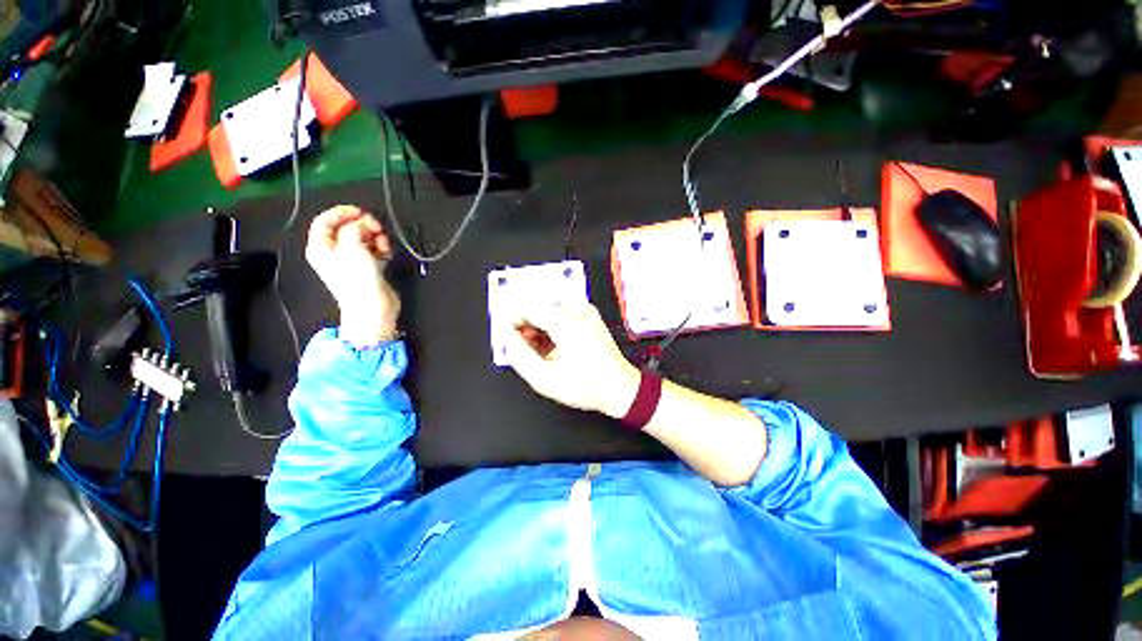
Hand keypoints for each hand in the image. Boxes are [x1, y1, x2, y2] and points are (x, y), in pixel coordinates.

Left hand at [305, 206, 400, 346]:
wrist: (373, 307)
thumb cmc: (358, 280)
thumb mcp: (352, 247)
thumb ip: (355, 228)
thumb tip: (363, 225)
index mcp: (321, 247)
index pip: (325, 220)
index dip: (342, 212)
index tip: (361, 212)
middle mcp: (334, 253)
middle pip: (348, 228)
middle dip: (364, 226)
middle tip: (377, 228)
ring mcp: (352, 260)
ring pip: (364, 238)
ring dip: (376, 237)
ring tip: (384, 245)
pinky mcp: (369, 267)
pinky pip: (375, 250)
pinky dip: (382, 248)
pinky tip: (387, 253)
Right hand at [502, 302, 639, 418]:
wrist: (619, 387)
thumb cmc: (588, 386)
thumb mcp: (544, 379)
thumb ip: (519, 355)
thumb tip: (507, 336)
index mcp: (567, 323)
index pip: (527, 307)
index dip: (512, 322)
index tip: (508, 337)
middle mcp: (578, 311)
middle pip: (537, 309)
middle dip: (527, 329)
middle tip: (528, 352)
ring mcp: (585, 311)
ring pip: (547, 312)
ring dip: (539, 330)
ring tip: (545, 354)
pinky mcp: (588, 314)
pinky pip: (560, 314)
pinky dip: (552, 329)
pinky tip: (556, 348)